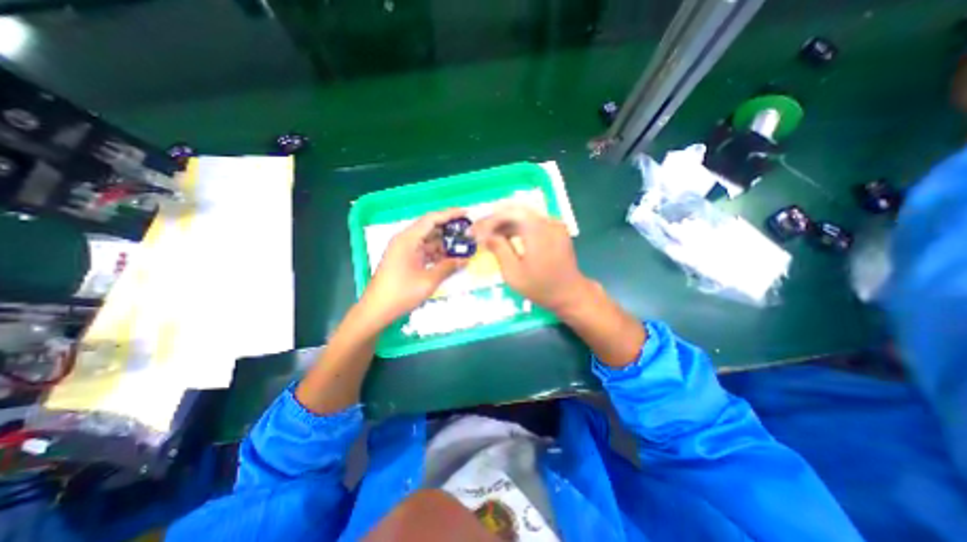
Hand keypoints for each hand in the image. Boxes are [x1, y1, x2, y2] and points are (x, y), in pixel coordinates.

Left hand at [364, 208, 467, 326]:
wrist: (376, 310)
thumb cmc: (401, 293)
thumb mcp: (428, 281)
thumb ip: (448, 267)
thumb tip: (465, 259)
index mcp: (407, 239)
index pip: (431, 219)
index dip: (449, 214)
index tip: (466, 213)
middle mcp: (404, 240)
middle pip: (429, 228)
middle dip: (449, 229)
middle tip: (468, 230)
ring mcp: (403, 250)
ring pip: (427, 240)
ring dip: (443, 243)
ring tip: (462, 245)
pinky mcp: (404, 260)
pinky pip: (423, 251)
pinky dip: (436, 253)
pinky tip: (449, 258)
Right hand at [468, 204, 588, 312]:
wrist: (571, 294)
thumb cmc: (540, 287)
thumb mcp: (513, 272)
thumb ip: (498, 249)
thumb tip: (484, 234)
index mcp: (536, 230)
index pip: (506, 213)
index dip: (487, 221)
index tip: (473, 231)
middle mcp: (547, 220)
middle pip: (514, 211)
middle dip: (494, 220)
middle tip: (478, 231)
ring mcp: (554, 224)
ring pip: (523, 215)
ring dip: (504, 223)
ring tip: (489, 236)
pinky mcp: (556, 229)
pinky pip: (532, 221)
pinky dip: (517, 227)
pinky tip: (506, 237)